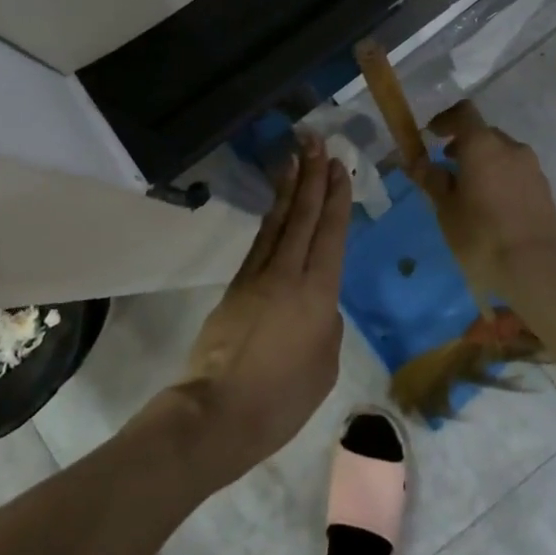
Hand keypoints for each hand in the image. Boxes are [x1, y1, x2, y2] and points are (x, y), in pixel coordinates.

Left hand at [177, 133, 351, 484]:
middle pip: (303, 215)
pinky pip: (260, 240)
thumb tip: (319, 306)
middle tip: (317, 141)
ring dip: (290, 187)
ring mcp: (258, 277)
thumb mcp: (324, 366)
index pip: (330, 233)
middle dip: (312, 175)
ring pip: (278, 221)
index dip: (336, 197)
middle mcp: (288, 273)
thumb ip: (327, 326)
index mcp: (317, 293)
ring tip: (296, 157)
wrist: (217, 414)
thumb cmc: (281, 399)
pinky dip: (272, 216)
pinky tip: (277, 204)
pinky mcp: (236, 286)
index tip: (338, 166)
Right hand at [408, 100, 555, 299]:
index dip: (445, 120)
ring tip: (468, 193)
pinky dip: (500, 178)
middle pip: (484, 134)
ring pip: (502, 154)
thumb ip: (432, 180)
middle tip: (446, 169)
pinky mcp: (544, 189)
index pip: (464, 113)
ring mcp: (532, 168)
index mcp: (483, 145)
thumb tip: (417, 162)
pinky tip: (491, 208)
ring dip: (484, 163)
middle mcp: (511, 148)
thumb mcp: (446, 209)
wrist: (537, 268)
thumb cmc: (481, 235)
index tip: (432, 135)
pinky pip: (516, 172)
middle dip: (464, 145)